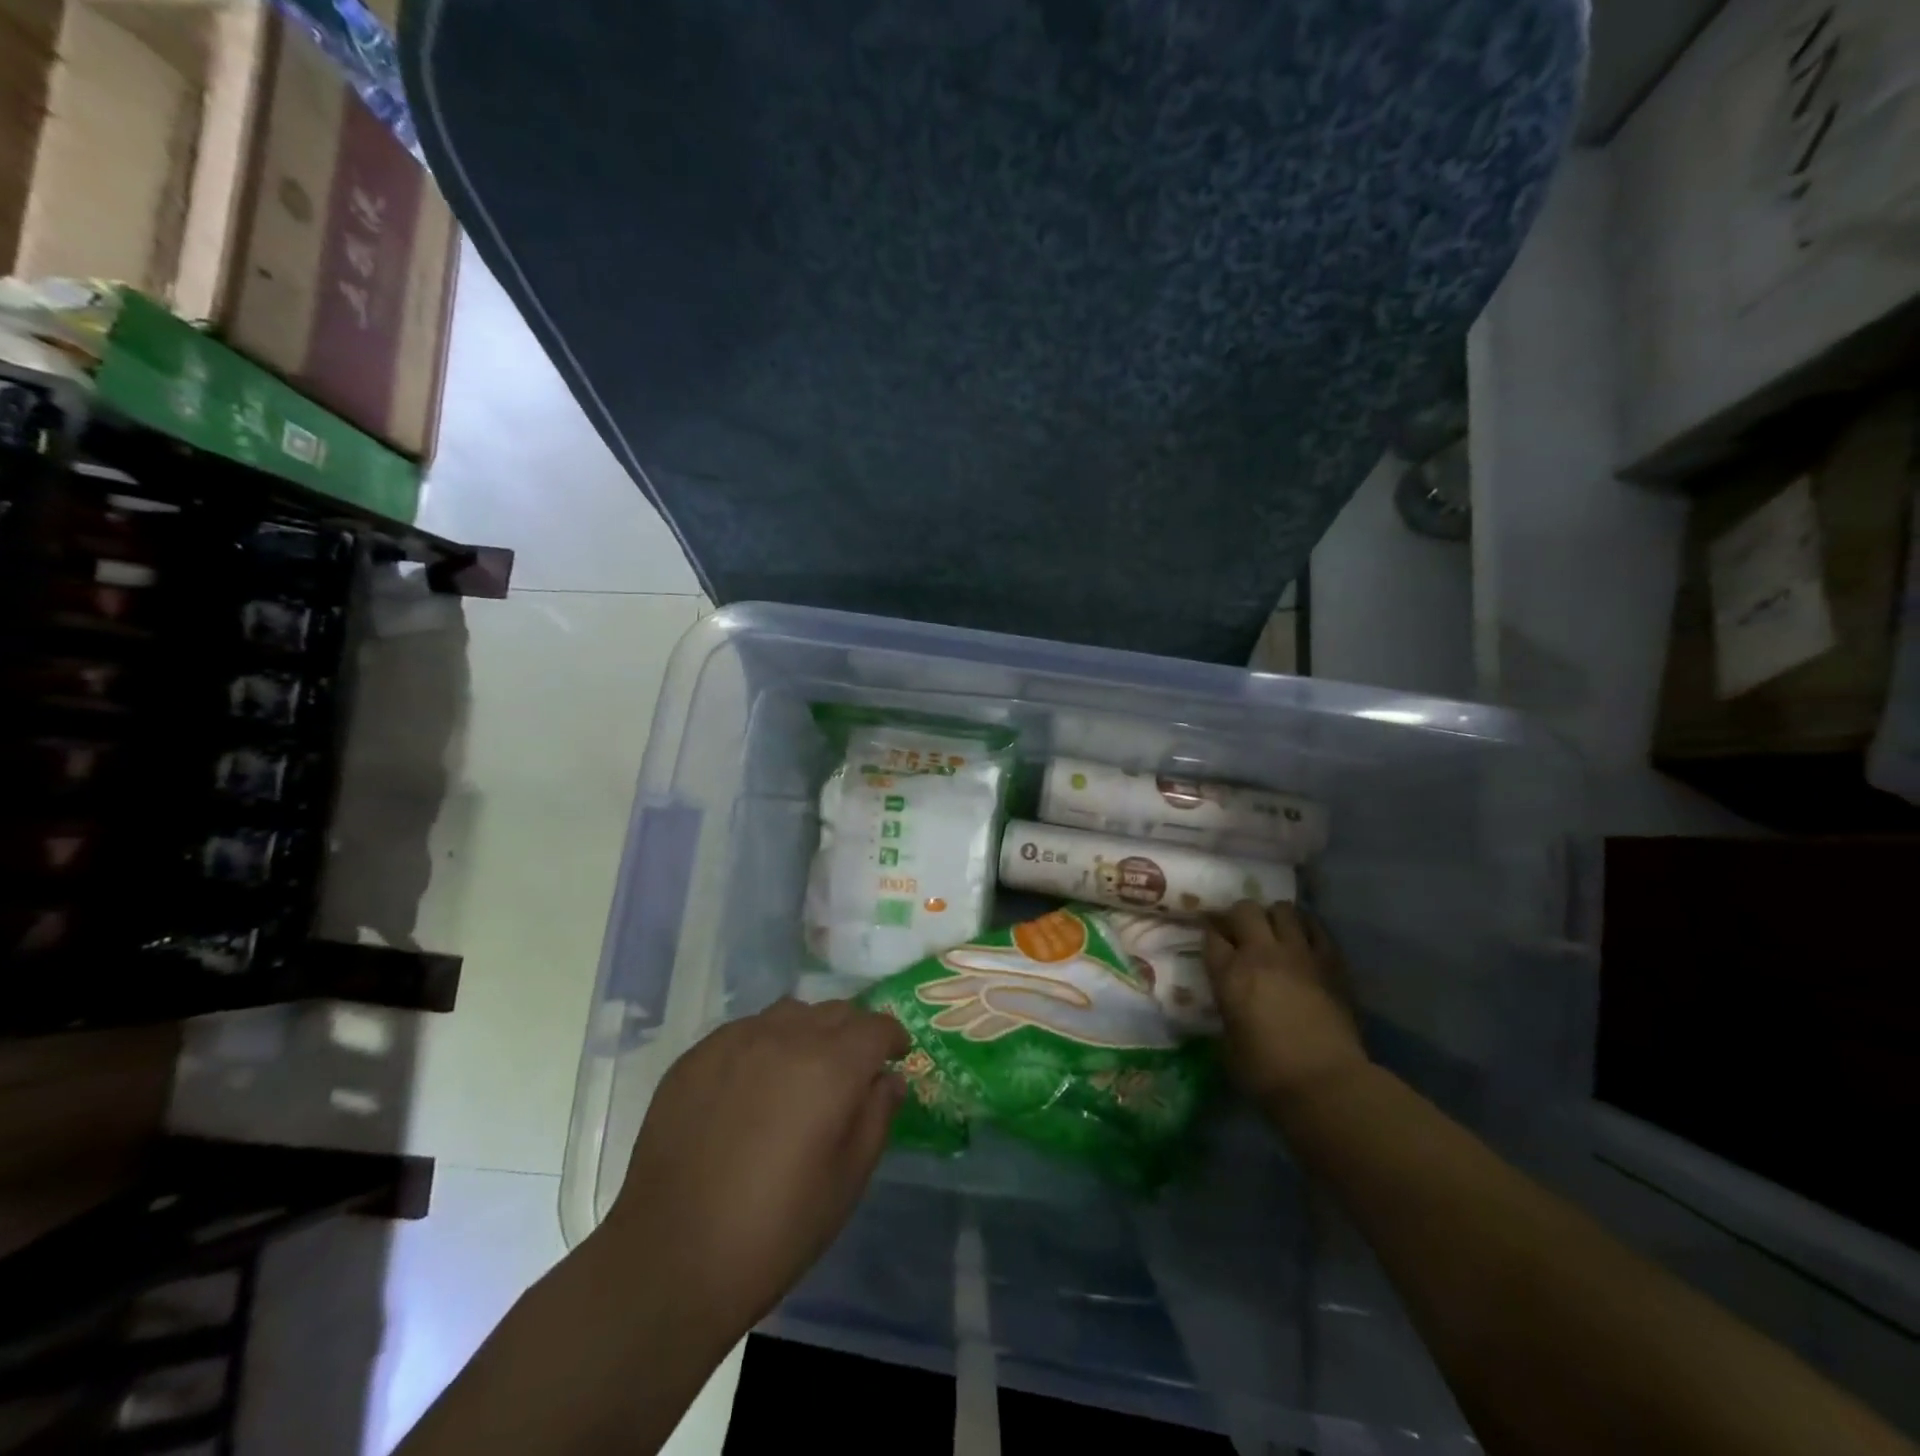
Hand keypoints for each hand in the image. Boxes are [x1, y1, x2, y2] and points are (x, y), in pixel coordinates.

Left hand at [598, 997, 908, 1341]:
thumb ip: (877, 1116)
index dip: (893, 1038)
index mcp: (831, 1066)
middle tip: (852, 1068)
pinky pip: (744, 1031)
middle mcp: (785, 1037)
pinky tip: (752, 1087)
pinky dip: (763, 1044)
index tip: (895, 1056)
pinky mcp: (696, 1056)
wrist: (670, 1260)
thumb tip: (889, 1078)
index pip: (876, 1026)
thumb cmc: (776, 1230)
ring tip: (801, 1070)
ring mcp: (735, 1041)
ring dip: (808, 1031)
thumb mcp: (848, 1181)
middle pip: (834, 1011)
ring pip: (788, 1013)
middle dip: (853, 1032)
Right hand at [1203, 900, 1367, 1108]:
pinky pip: (1317, 928)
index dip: (1210, 933)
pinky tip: (1304, 938)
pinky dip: (1307, 927)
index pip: (1211, 934)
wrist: (1327, 1084)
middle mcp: (1261, 954)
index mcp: (1229, 974)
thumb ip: (1226, 1011)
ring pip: (1283, 909)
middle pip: (1244, 909)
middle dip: (1239, 917)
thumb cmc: (1267, 1073)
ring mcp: (1299, 954)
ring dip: (1274, 917)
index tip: (1213, 940)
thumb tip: (1230, 1005)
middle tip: (1241, 933)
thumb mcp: (1228, 1043)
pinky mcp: (1331, 962)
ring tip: (1274, 933)